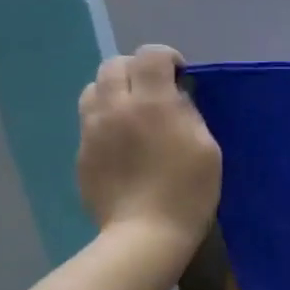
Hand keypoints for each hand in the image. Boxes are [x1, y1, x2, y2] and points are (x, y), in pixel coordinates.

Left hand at [76, 46, 221, 244]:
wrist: (145, 235)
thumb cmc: (188, 191)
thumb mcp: (207, 148)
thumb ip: (189, 113)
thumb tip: (175, 98)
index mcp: (152, 103)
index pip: (150, 55)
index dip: (167, 57)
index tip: (180, 74)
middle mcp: (116, 107)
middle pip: (115, 64)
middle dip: (137, 69)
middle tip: (155, 90)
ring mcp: (92, 130)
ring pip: (93, 88)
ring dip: (114, 90)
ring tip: (132, 111)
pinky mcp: (82, 153)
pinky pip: (89, 120)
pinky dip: (105, 118)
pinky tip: (122, 142)